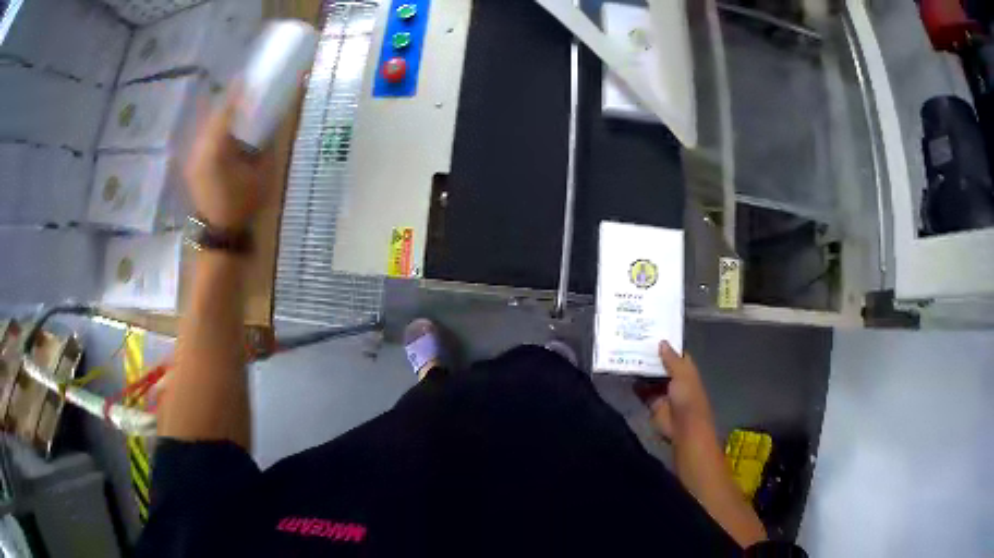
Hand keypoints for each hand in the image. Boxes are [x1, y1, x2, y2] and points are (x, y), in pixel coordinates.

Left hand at [184, 89, 274, 230]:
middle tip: (243, 86)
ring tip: (235, 100)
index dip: (237, 91)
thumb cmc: (242, 204)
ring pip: (206, 121)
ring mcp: (192, 153)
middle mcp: (200, 147)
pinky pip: (203, 133)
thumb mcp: (261, 174)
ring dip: (220, 109)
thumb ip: (265, 143)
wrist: (218, 230)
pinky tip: (223, 122)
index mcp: (217, 148)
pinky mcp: (192, 160)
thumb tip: (274, 117)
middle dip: (228, 97)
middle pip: (213, 112)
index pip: (226, 110)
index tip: (248, 76)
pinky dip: (213, 123)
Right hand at [634, 341, 715, 443]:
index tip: (651, 332)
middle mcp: (674, 379)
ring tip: (626, 354)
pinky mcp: (653, 403)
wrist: (684, 428)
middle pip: (661, 365)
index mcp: (686, 370)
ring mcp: (663, 392)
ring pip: (650, 377)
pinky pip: (643, 392)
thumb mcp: (682, 374)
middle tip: (633, 340)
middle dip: (650, 356)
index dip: (666, 344)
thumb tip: (662, 342)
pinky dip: (635, 385)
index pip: (676, 353)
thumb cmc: (688, 398)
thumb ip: (671, 359)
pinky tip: (625, 375)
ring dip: (641, 369)